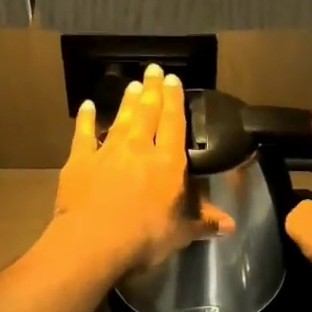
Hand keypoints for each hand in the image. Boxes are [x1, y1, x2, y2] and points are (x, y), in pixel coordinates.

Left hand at [52, 63, 234, 274]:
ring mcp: (108, 152)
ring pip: (121, 119)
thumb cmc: (144, 238)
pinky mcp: (80, 161)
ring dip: (127, 101)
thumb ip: (204, 222)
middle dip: (152, 90)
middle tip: (153, 70)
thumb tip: (231, 225)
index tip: (173, 80)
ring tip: (132, 84)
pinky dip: (86, 119)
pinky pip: (83, 134)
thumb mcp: (181, 233)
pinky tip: (87, 106)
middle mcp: (140, 148)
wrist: (94, 241)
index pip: (175, 123)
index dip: (174, 100)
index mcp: (168, 163)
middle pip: (148, 112)